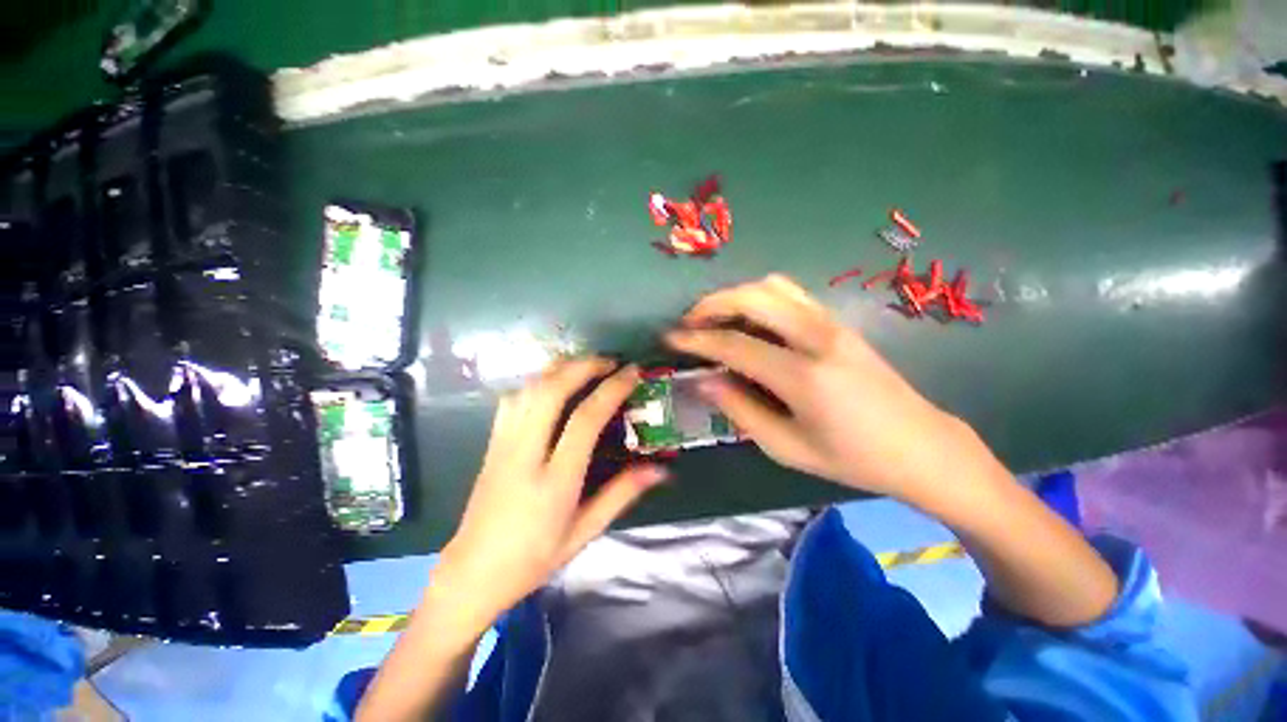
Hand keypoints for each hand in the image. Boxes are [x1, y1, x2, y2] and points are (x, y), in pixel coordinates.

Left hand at [434, 358, 666, 628]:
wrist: (472, 573)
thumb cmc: (533, 558)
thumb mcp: (584, 532)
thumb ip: (621, 495)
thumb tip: (660, 470)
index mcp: (554, 481)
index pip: (585, 420)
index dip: (611, 390)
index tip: (632, 373)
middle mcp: (525, 454)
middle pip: (550, 391)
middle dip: (583, 366)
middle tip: (609, 361)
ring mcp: (503, 445)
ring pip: (528, 389)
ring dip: (559, 368)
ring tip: (585, 366)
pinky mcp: (492, 443)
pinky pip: (512, 399)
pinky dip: (535, 381)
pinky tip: (551, 383)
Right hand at [666, 274, 971, 502]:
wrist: (922, 446)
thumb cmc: (852, 457)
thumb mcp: (787, 447)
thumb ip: (740, 410)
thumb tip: (704, 381)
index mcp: (803, 375)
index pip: (734, 344)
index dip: (696, 339)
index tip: (669, 338)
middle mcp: (817, 337)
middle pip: (753, 297)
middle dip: (712, 303)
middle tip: (689, 322)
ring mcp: (832, 324)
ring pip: (772, 286)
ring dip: (736, 296)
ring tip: (715, 318)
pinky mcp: (839, 323)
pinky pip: (791, 294)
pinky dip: (760, 297)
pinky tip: (750, 319)